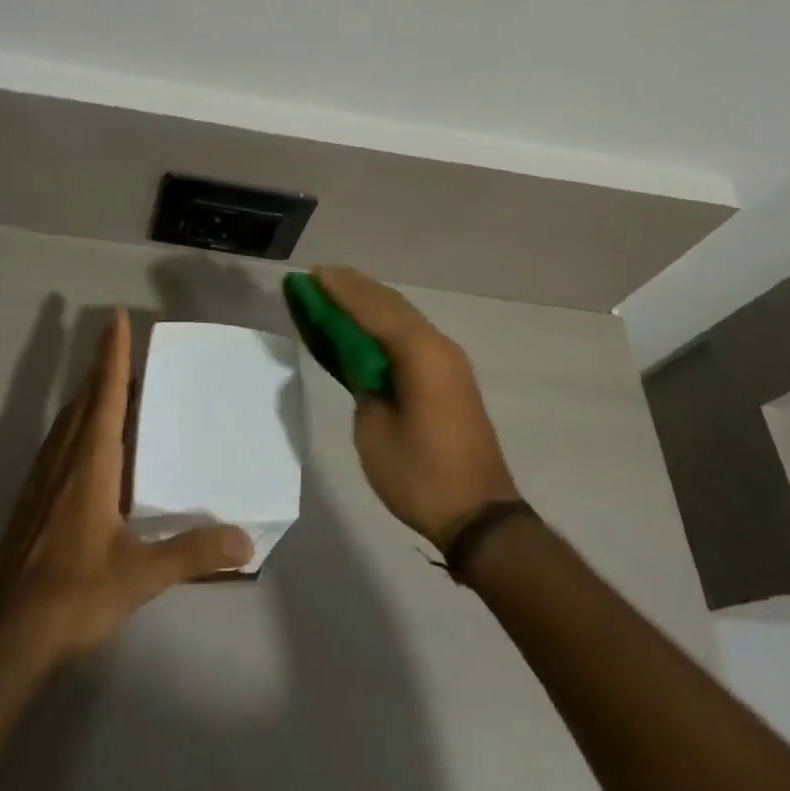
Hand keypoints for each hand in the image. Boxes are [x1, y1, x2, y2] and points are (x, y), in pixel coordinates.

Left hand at [0, 308, 252, 667]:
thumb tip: (245, 542)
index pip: (106, 393)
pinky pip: (60, 439)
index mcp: (91, 461)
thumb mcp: (141, 575)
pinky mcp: (34, 497)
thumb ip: (192, 553)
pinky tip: (86, 439)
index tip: (116, 318)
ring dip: (89, 392)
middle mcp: (65, 457)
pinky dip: (78, 420)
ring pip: (69, 418)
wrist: (8, 633)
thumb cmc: (75, 593)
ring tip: (111, 382)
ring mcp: (44, 476)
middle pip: (85, 397)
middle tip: (122, 341)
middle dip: (102, 365)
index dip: (112, 354)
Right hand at [315, 266, 519, 549]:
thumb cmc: (420, 474)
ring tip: (334, 289)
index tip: (311, 274)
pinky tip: (362, 321)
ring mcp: (446, 359)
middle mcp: (436, 344)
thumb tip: (358, 360)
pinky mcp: (447, 375)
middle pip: (388, 303)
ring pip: (401, 315)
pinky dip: (382, 322)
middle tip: (317, 276)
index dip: (338, 290)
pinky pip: (409, 334)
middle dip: (352, 287)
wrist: (479, 515)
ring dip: (368, 301)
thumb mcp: (374, 428)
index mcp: (419, 352)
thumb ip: (362, 381)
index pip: (371, 308)